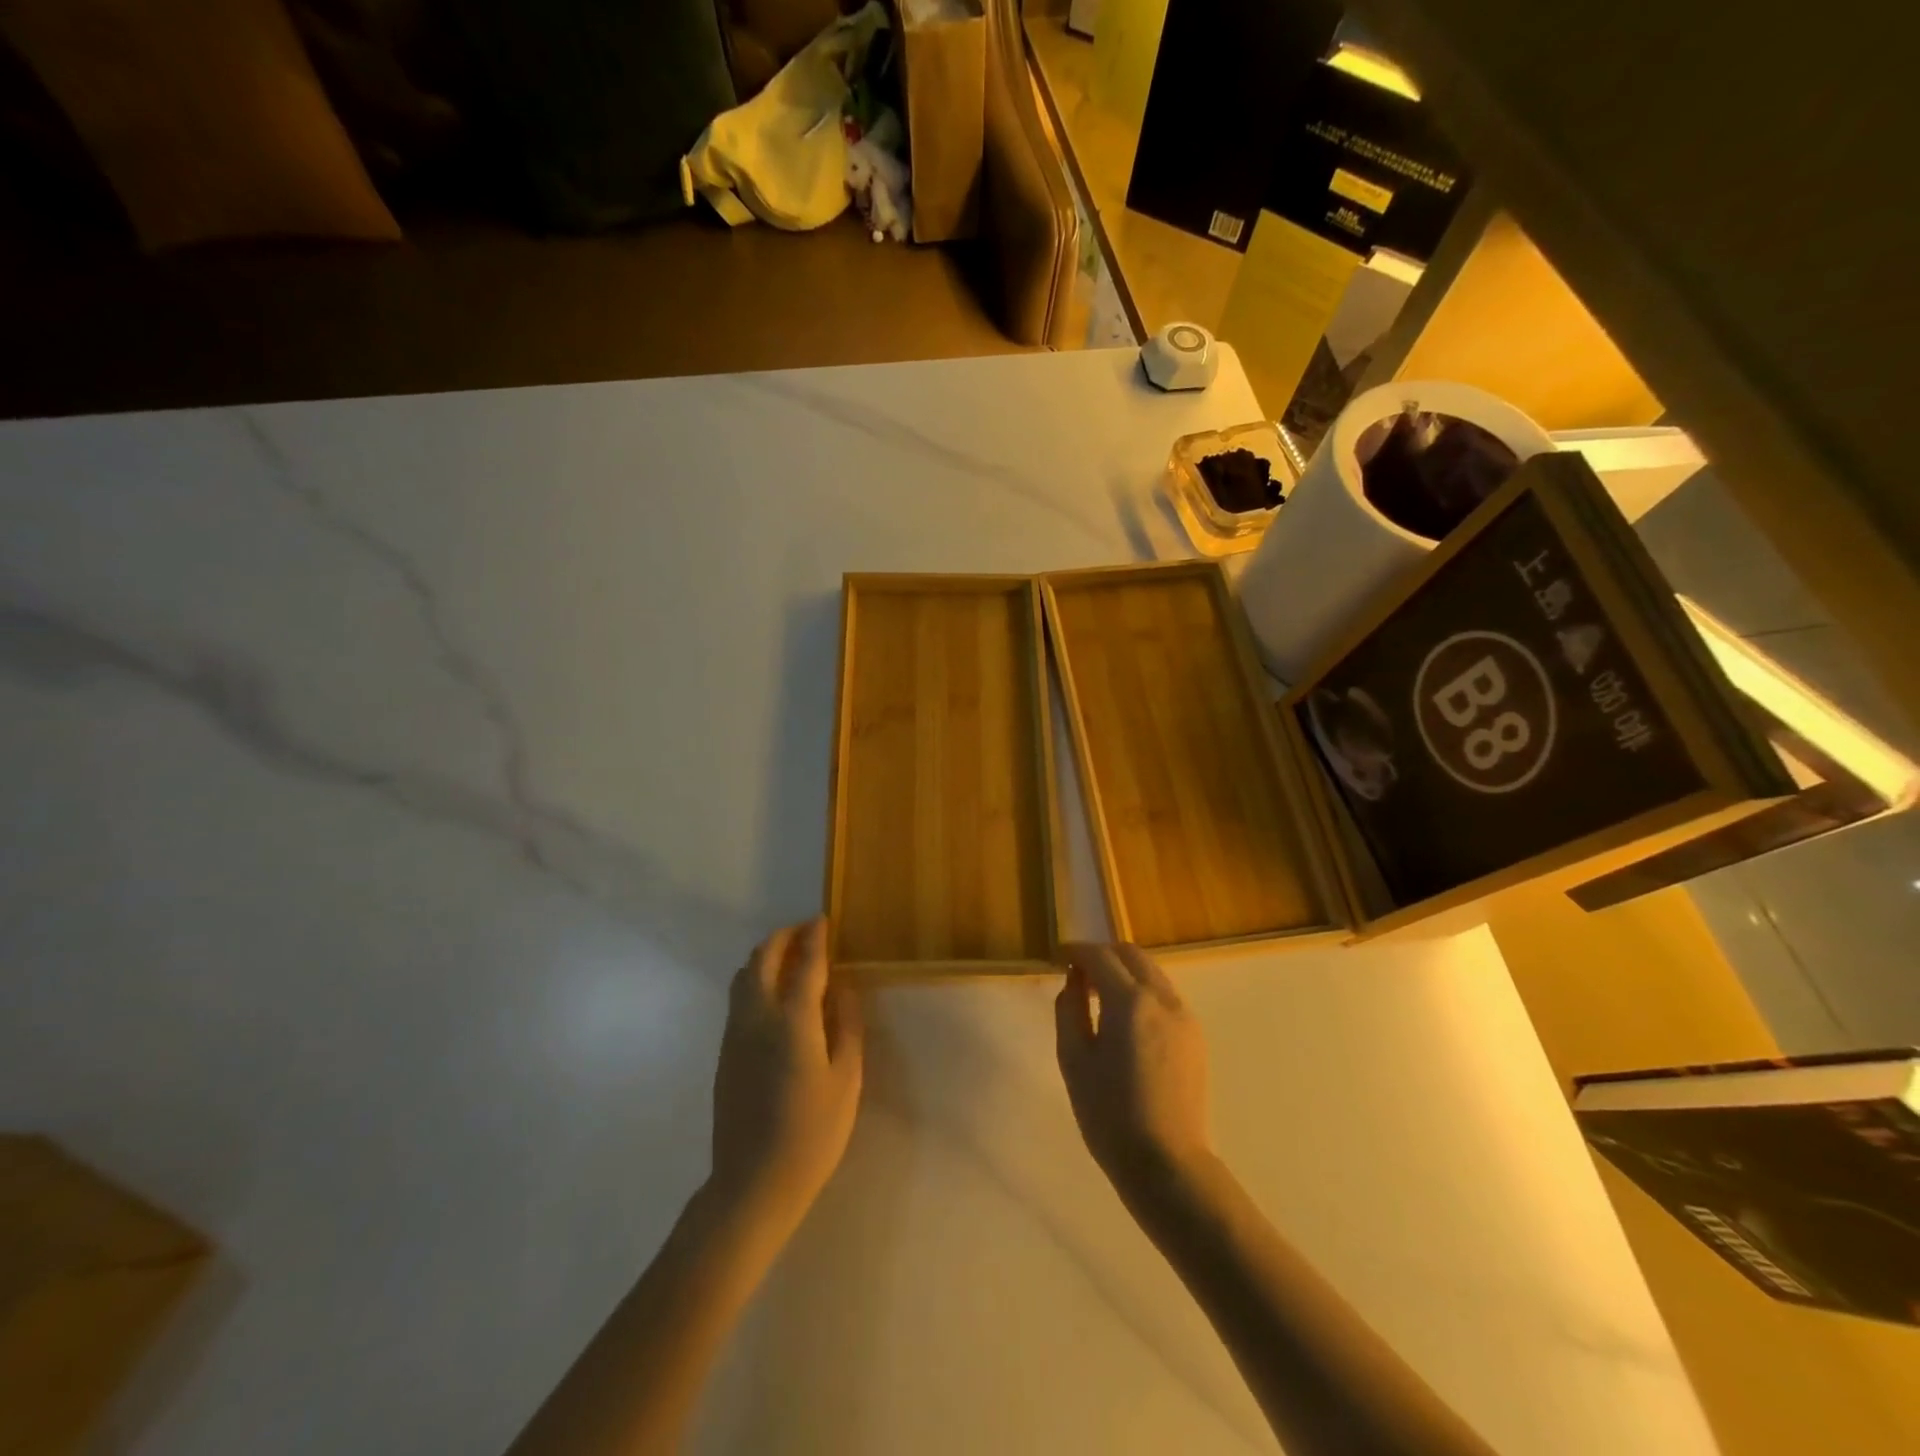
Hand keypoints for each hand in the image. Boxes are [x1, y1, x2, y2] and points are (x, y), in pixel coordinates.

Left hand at [709, 919, 864, 1236]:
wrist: (752, 1183)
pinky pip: (738, 998)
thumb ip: (846, 1026)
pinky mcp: (724, 1052)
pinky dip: (755, 979)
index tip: (823, 920)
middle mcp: (756, 1017)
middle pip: (763, 958)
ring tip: (791, 958)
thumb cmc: (812, 1133)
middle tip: (806, 931)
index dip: (815, 938)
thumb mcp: (846, 1079)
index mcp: (792, 1021)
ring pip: (743, 975)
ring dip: (766, 956)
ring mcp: (734, 1034)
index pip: (804, 963)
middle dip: (783, 937)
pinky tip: (775, 995)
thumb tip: (842, 988)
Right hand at [1054, 942, 1212, 1198]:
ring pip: (1152, 973)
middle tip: (1078, 974)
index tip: (1058, 957)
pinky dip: (1142, 992)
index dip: (1076, 951)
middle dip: (1103, 955)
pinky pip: (1165, 997)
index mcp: (1130, 1002)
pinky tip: (1126, 1021)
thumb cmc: (1109, 1115)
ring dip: (1124, 972)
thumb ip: (1069, 1009)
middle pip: (1132, 955)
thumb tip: (1073, 981)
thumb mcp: (1074, 1060)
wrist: (1167, 1165)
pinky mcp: (1195, 1037)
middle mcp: (1163, 999)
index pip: (1100, 956)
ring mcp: (1185, 1017)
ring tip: (1099, 997)